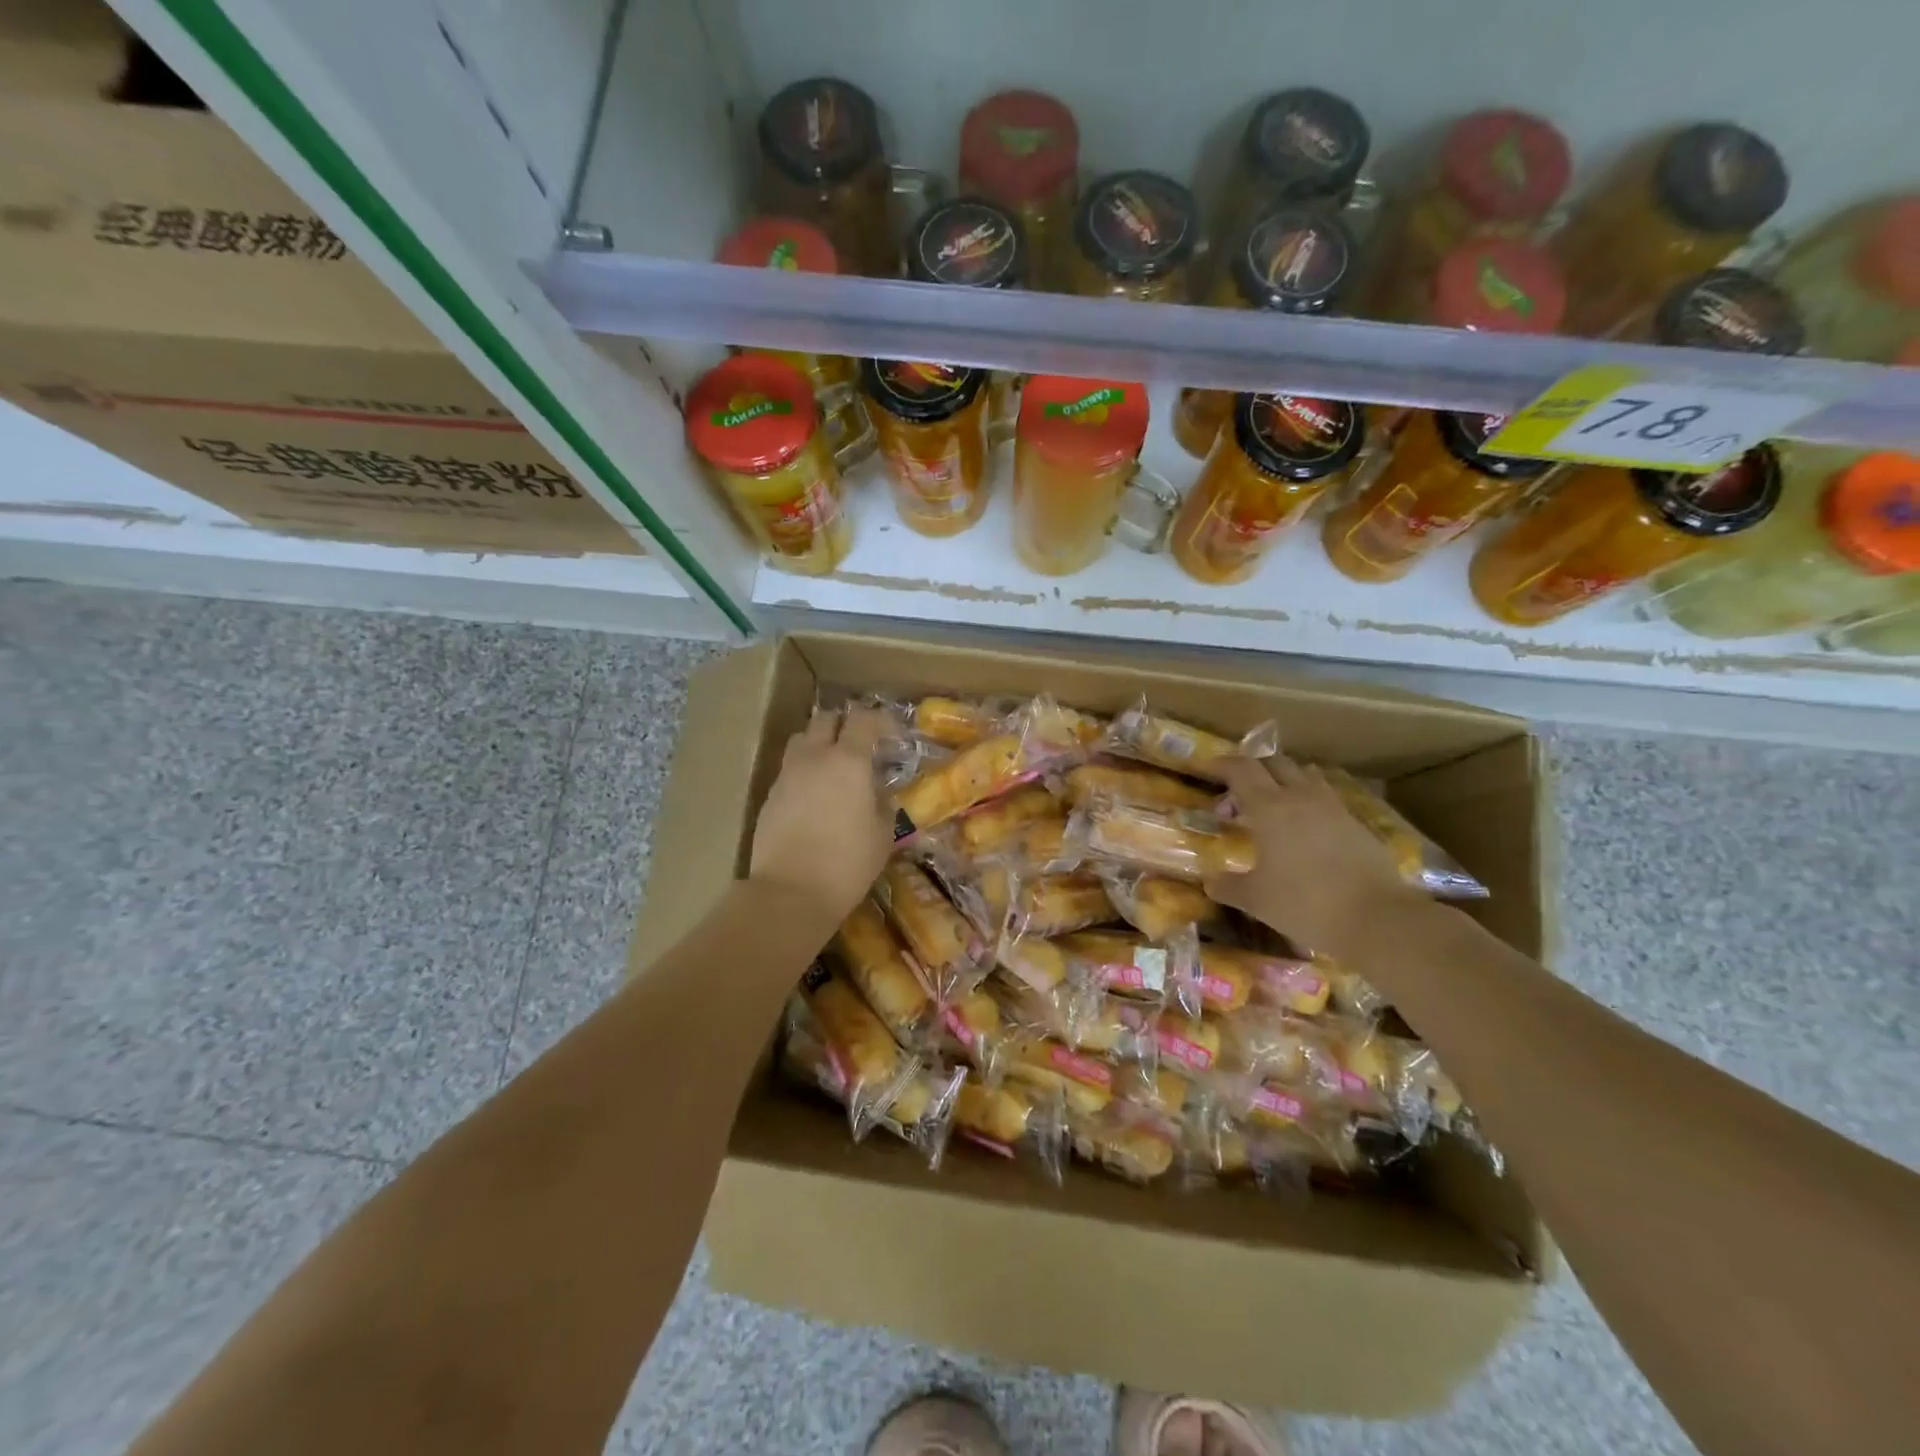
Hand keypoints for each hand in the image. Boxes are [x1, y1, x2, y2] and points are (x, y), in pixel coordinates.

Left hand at [749, 706, 891, 921]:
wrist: (789, 892)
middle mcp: (814, 757)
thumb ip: (883, 804)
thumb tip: (879, 794)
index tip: (892, 734)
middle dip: (845, 724)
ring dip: (819, 743)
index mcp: (848, 761)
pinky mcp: (769, 796)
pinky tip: (814, 798)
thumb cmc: (847, 863)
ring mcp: (787, 775)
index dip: (880, 720)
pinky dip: (804, 772)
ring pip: (801, 740)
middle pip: (825, 719)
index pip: (863, 719)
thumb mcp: (883, 835)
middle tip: (860, 745)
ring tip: (833, 767)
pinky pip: (789, 770)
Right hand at [1206, 755, 1420, 958]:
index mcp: (1269, 808)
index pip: (1241, 769)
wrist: (1377, 919)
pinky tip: (1304, 829)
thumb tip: (1209, 882)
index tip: (1206, 769)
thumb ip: (1228, 886)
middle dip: (1252, 770)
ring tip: (1273, 805)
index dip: (1221, 764)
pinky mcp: (1357, 823)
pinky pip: (1326, 797)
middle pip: (1274, 763)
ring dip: (1283, 780)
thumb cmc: (1305, 904)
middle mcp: (1301, 797)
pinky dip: (1308, 801)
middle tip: (1237, 795)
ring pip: (1304, 775)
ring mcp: (1333, 808)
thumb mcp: (1256, 899)